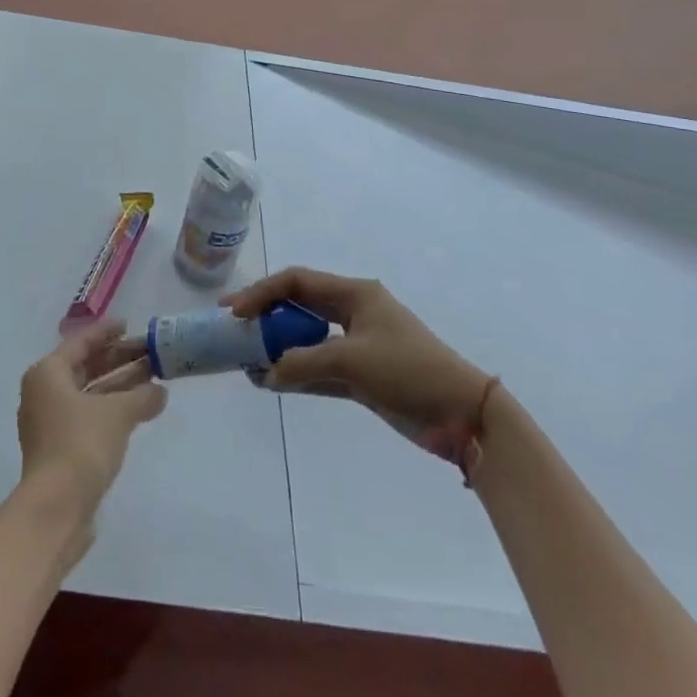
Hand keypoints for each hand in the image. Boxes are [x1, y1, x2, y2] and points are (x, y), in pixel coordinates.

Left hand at [17, 321, 167, 528]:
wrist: (56, 508)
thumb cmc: (81, 445)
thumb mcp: (118, 414)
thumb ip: (142, 397)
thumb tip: (160, 391)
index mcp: (48, 373)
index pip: (80, 342)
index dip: (106, 333)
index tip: (130, 326)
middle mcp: (43, 392)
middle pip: (84, 367)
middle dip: (118, 360)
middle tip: (149, 353)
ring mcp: (49, 422)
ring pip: (88, 393)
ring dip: (118, 385)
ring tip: (152, 379)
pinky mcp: (59, 448)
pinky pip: (88, 415)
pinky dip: (111, 409)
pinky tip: (138, 410)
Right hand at [223, 267, 492, 438]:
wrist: (463, 415)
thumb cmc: (409, 371)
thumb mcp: (352, 362)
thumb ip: (302, 363)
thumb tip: (264, 372)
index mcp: (354, 294)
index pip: (296, 282)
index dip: (261, 292)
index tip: (233, 311)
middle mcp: (352, 312)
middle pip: (298, 306)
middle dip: (265, 317)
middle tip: (233, 331)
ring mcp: (357, 344)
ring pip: (305, 337)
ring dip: (278, 347)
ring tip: (246, 359)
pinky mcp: (361, 374)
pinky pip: (318, 366)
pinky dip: (296, 372)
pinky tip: (271, 382)